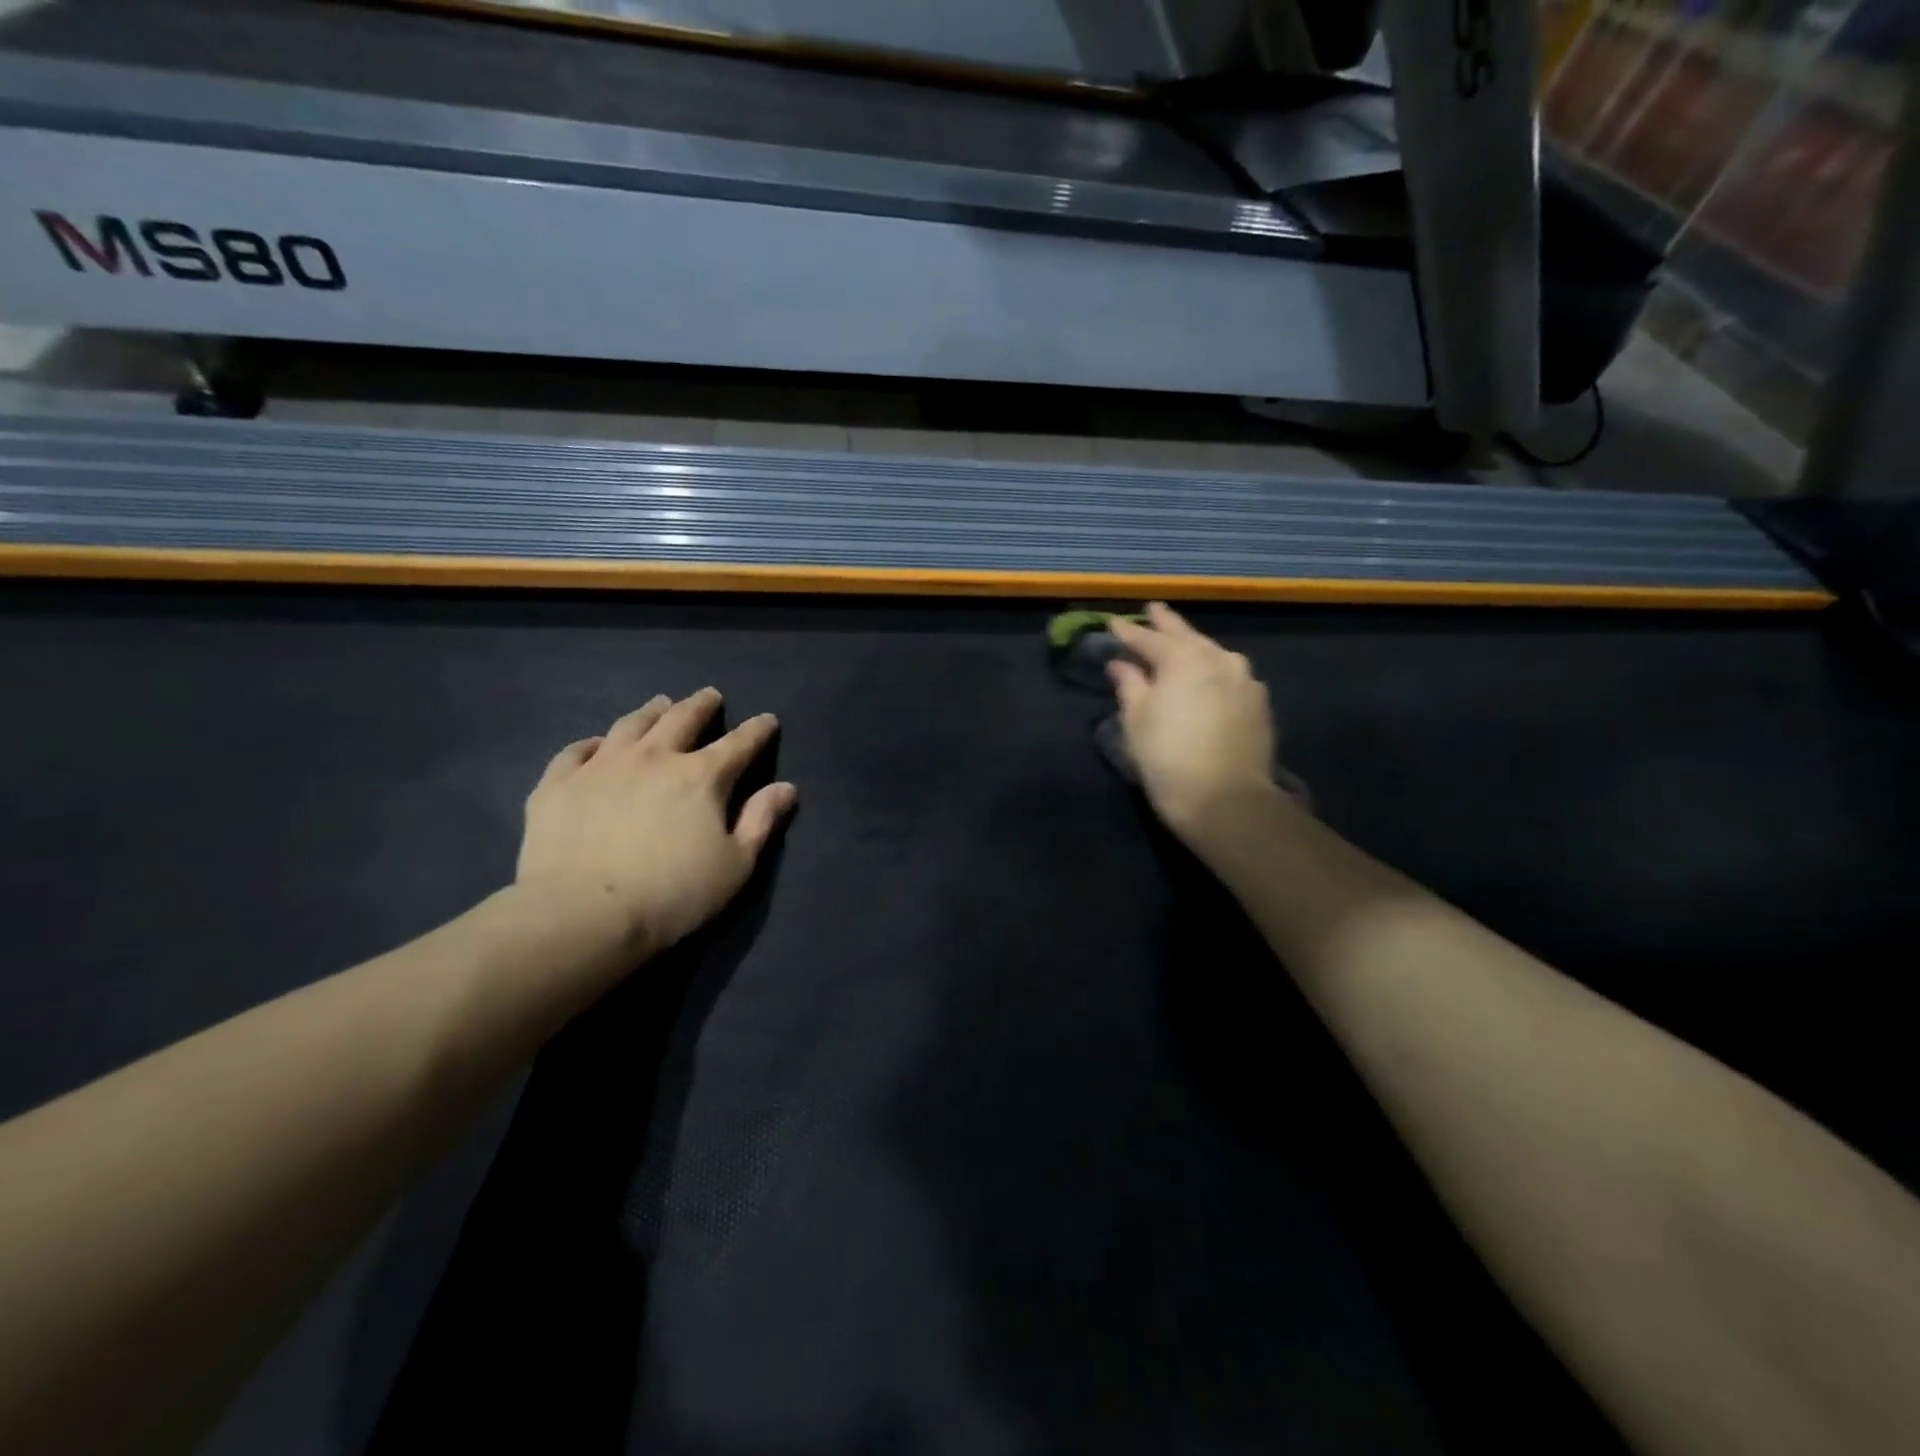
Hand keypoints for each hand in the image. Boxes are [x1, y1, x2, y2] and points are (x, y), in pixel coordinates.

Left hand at [515, 688, 797, 958]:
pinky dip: (592, 742)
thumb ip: (761, 821)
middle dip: (701, 705)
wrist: (582, 914)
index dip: (757, 730)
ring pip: (631, 725)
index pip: (739, 743)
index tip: (767, 720)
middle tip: (710, 695)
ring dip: (651, 711)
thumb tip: (786, 787)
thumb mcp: (735, 865)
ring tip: (660, 704)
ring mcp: (602, 766)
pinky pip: (576, 750)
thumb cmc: (672, 895)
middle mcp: (654, 758)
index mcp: (701, 777)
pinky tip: (596, 743)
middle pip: (682, 719)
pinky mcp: (558, 783)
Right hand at [1107, 604, 1276, 836]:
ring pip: (1214, 655)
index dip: (1128, 632)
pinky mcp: (1259, 705)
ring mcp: (1245, 681)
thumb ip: (1129, 684)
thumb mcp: (1137, 720)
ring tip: (1180, 644)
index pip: (1149, 638)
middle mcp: (1219, 659)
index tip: (1112, 623)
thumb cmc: (1168, 757)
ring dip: (1194, 647)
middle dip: (1167, 624)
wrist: (1227, 801)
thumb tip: (1120, 664)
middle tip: (1153, 610)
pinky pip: (1231, 676)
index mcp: (1184, 658)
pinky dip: (1214, 671)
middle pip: (1187, 637)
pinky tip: (1208, 677)